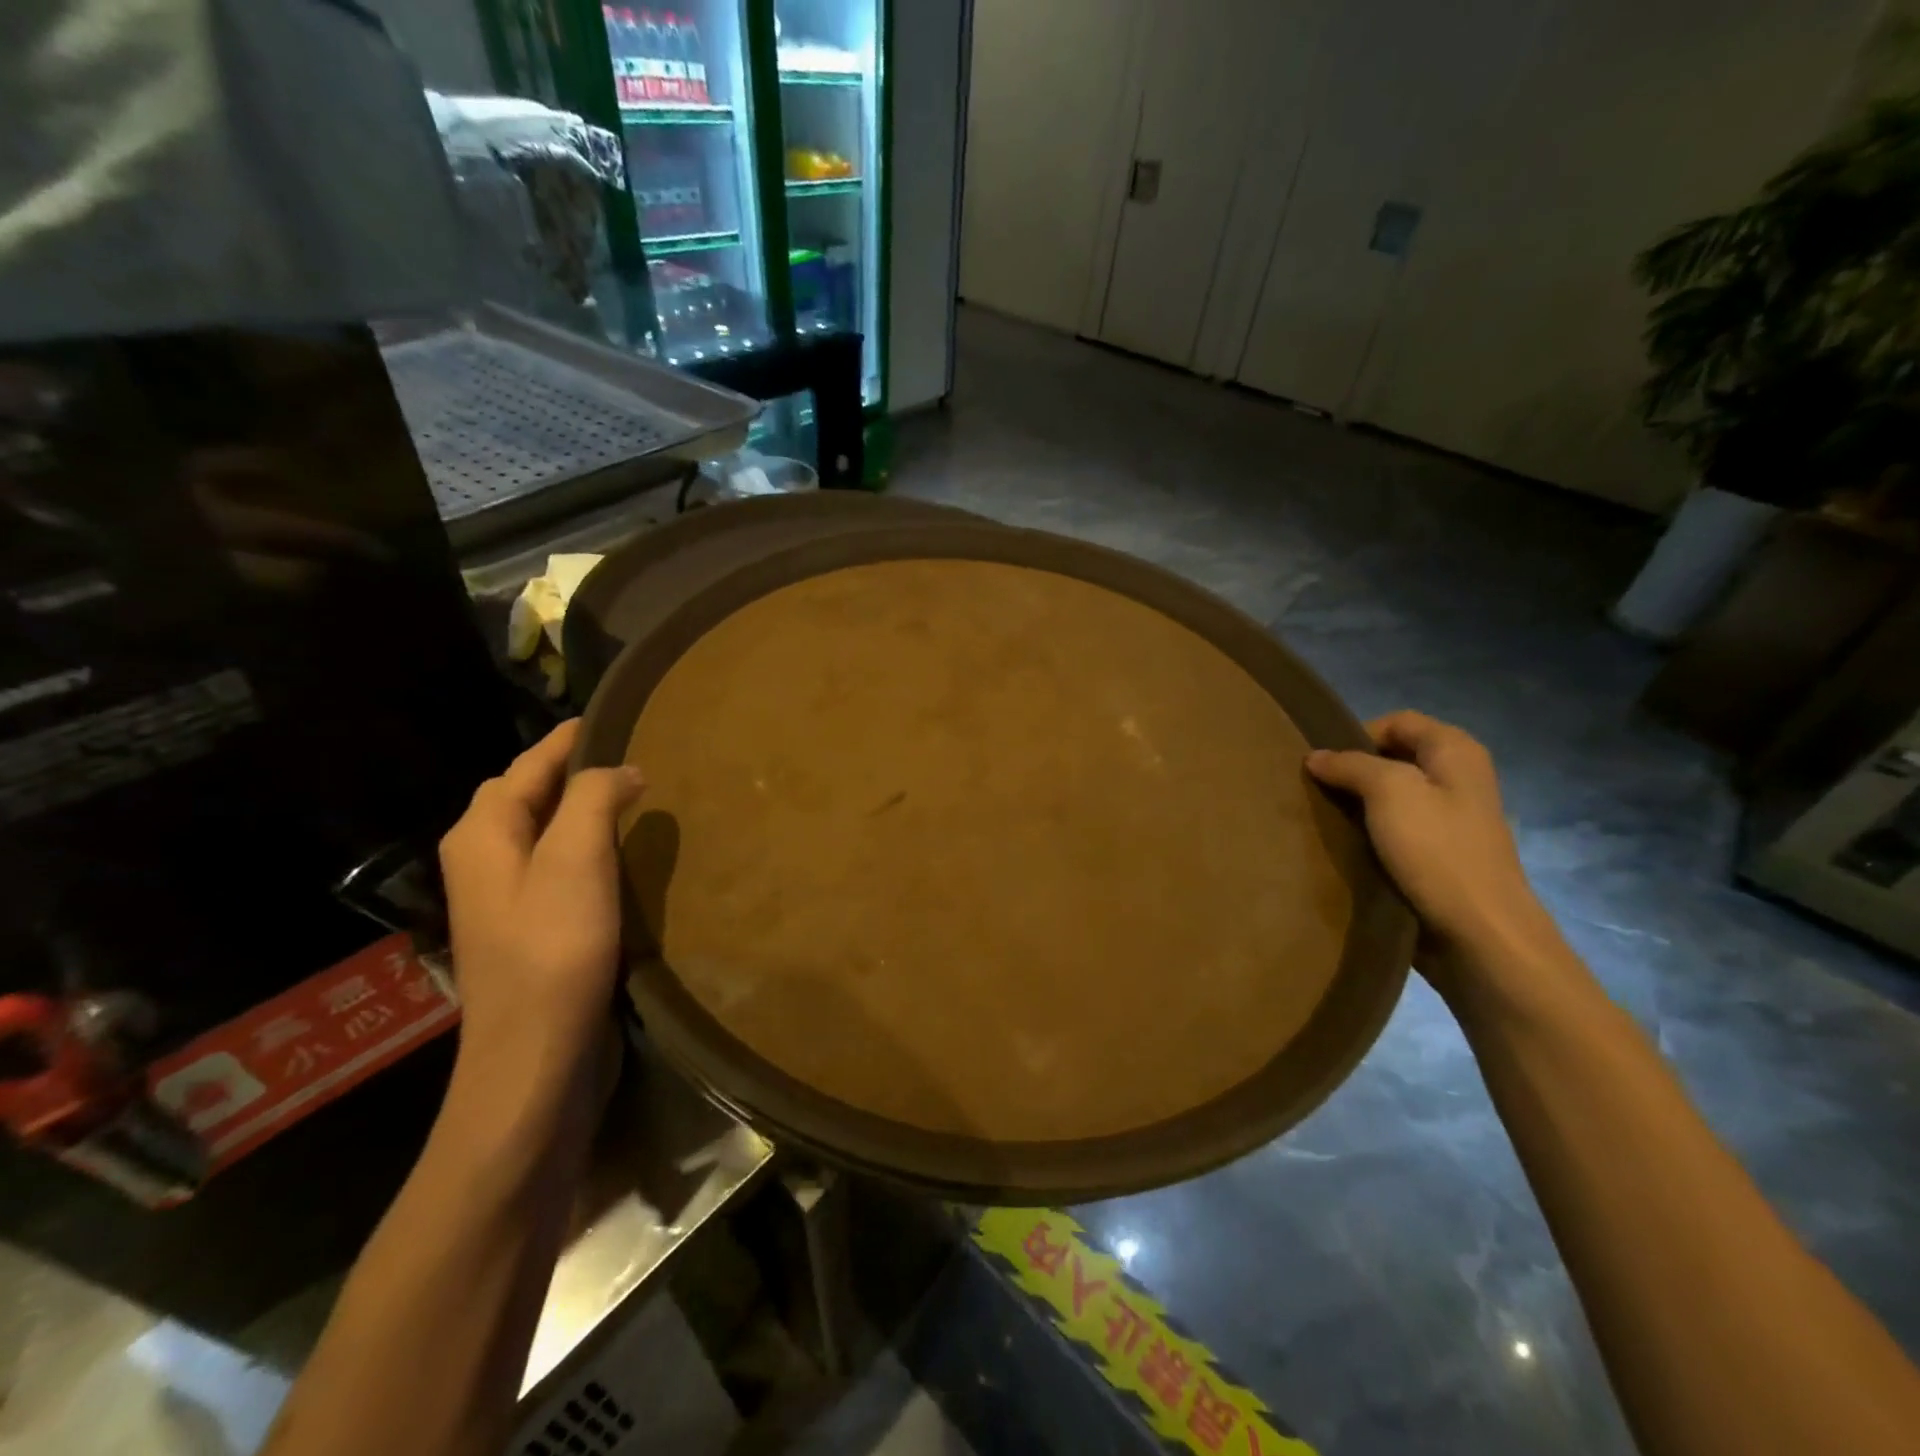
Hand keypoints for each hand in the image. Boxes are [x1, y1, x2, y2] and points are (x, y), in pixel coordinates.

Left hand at [437, 720, 643, 1089]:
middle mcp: (483, 860)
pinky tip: (620, 853)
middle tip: (628, 753)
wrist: (535, 1057)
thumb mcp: (576, 860)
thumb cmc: (554, 951)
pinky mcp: (530, 928)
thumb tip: (622, 769)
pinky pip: (557, 865)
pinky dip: (585, 844)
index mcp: (482, 834)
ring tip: (631, 794)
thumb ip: (594, 798)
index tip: (610, 717)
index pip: (527, 766)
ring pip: (542, 831)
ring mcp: (504, 898)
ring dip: (580, 807)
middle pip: (526, 795)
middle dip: (569, 769)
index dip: (567, 740)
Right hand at [1307, 712, 1558, 969]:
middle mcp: (1458, 778)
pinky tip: (1347, 846)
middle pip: (1393, 758)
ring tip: (1325, 819)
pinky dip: (1369, 833)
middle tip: (1317, 791)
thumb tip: (1316, 756)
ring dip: (1357, 805)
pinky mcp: (1439, 855)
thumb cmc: (1438, 851)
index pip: (1397, 721)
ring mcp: (1451, 819)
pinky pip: (1395, 830)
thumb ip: (1350, 765)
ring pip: (1390, 796)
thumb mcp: (1389, 792)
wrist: (1479, 933)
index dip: (1358, 735)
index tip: (1325, 764)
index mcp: (1456, 751)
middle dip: (1353, 771)